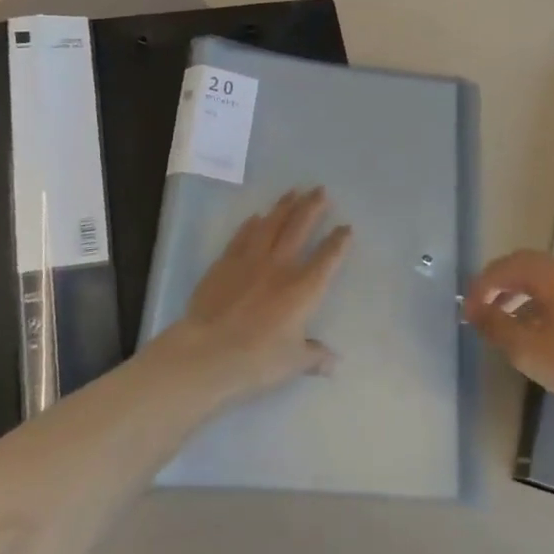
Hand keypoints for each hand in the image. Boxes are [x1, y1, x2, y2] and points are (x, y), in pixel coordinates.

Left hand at [170, 189, 351, 400]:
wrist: (207, 352)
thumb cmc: (257, 360)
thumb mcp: (293, 362)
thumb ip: (315, 356)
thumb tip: (334, 363)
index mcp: (303, 289)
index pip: (327, 258)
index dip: (339, 241)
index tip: (346, 227)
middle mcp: (280, 266)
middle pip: (299, 228)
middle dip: (312, 207)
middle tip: (320, 190)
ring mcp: (251, 260)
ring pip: (271, 224)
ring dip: (284, 206)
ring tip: (293, 191)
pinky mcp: (225, 263)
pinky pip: (242, 236)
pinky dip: (251, 225)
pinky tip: (256, 216)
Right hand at [464, 253, 553, 419]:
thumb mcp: (529, 349)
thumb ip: (496, 326)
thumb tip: (475, 311)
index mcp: (551, 271)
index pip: (504, 267)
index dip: (480, 287)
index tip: (467, 312)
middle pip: (526, 268)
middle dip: (500, 288)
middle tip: (483, 313)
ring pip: (546, 282)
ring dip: (522, 299)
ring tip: (509, 328)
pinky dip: (544, 306)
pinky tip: (543, 335)